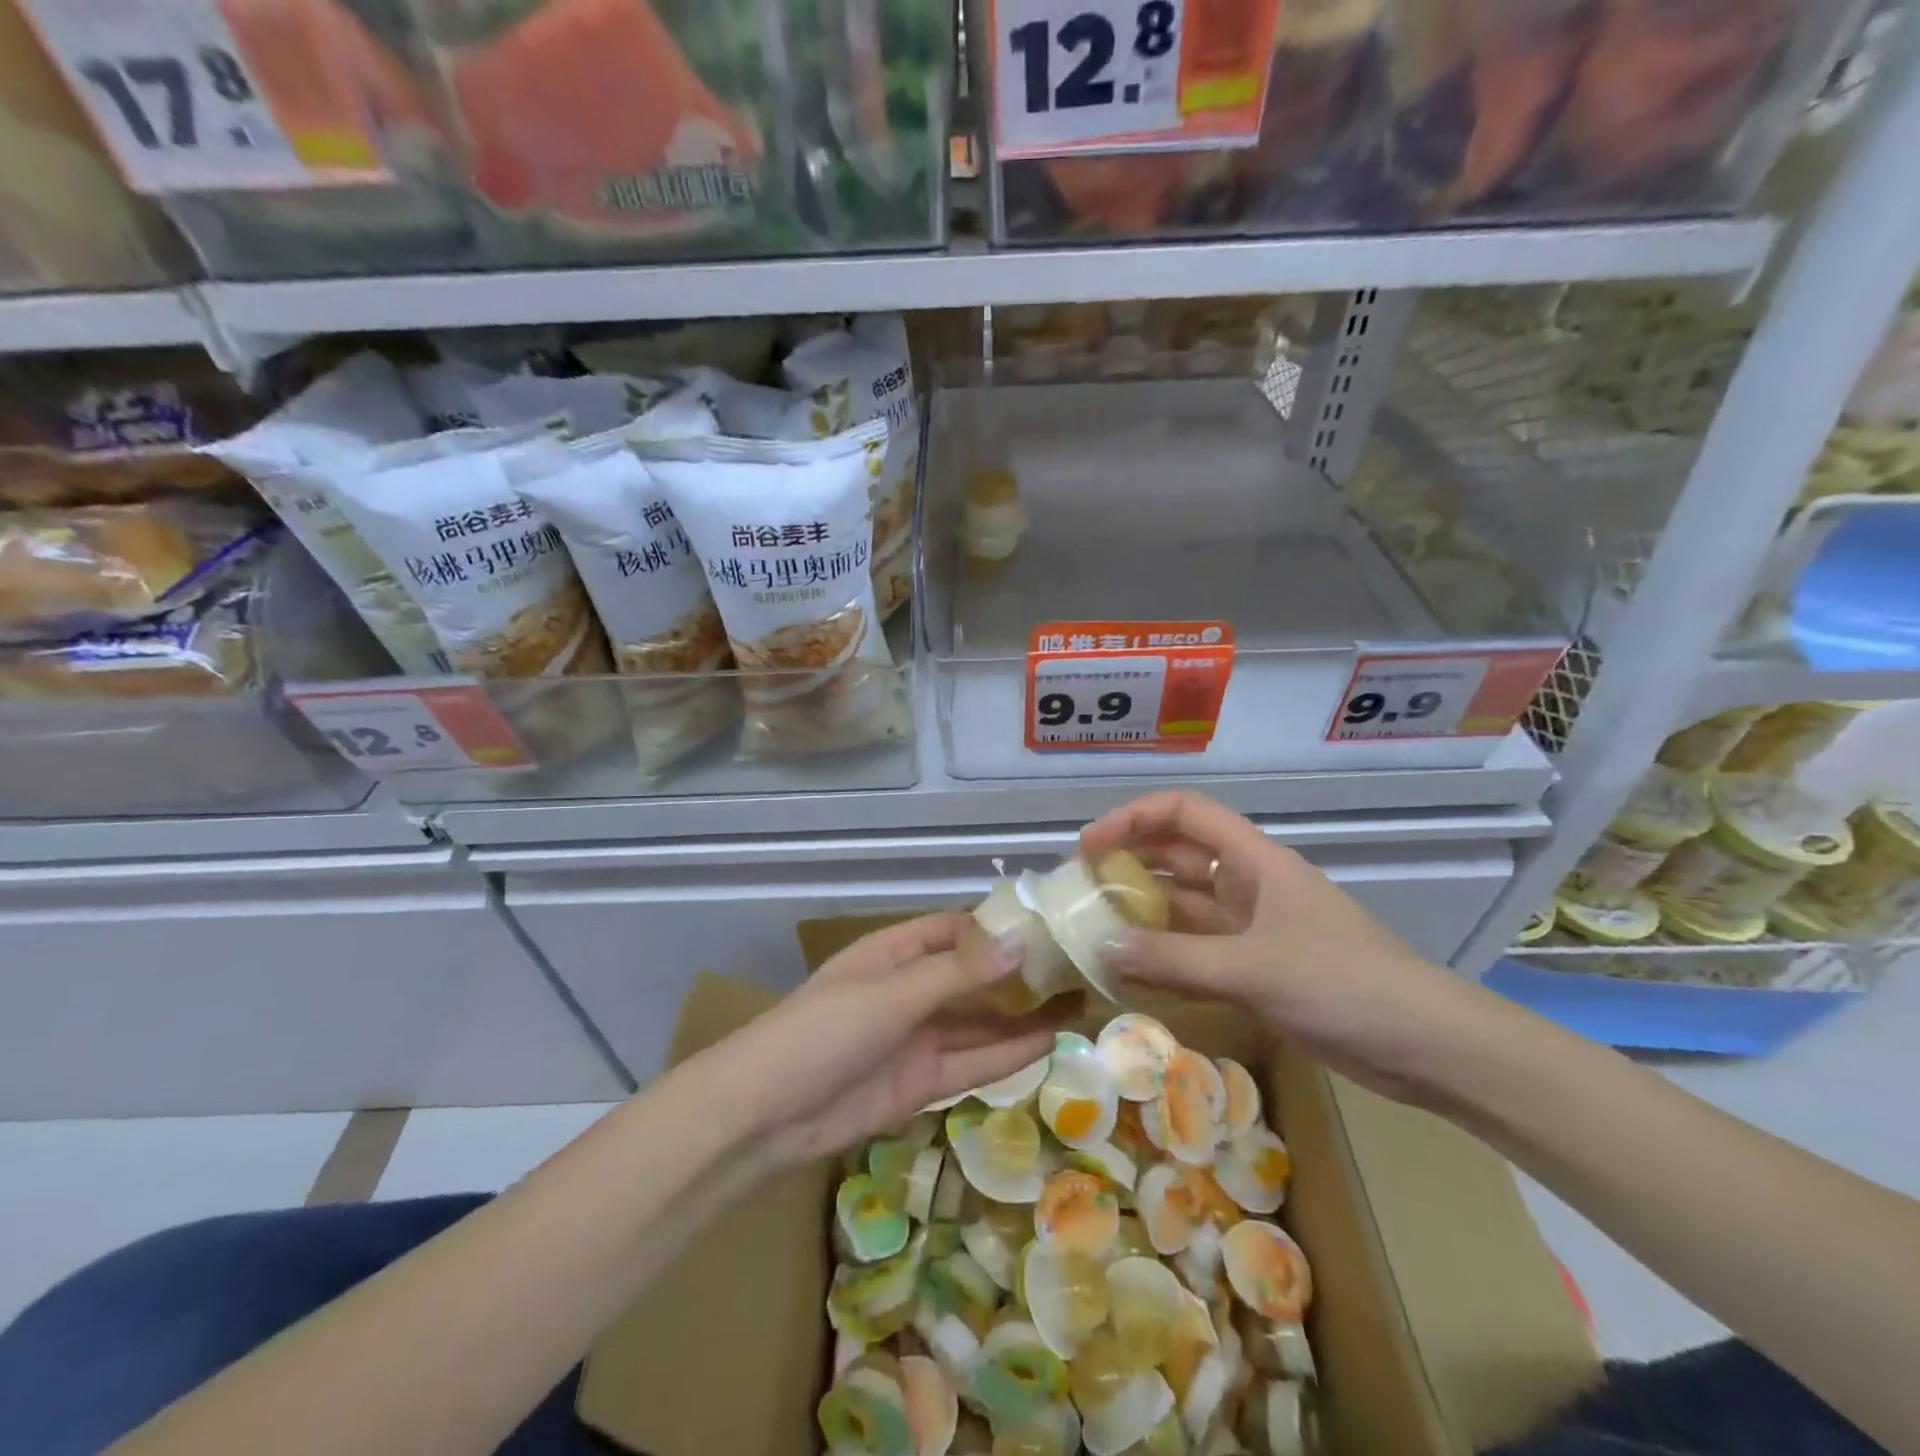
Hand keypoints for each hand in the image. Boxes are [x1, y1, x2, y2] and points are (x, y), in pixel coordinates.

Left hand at [711, 913, 1067, 1168]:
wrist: (764, 1117)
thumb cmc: (822, 1033)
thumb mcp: (890, 996)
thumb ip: (955, 973)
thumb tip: (1019, 940)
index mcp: (895, 952)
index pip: (957, 929)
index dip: (1000, 927)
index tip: (1053, 925)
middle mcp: (910, 989)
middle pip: (974, 976)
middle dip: (1020, 974)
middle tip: (1081, 969)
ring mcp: (916, 1037)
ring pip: (979, 1021)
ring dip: (1022, 1015)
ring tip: (1079, 1005)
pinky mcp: (920, 1082)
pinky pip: (971, 1062)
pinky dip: (1007, 1055)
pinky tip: (1048, 1045)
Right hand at [1081, 790, 1499, 1105]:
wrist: (1428, 1046)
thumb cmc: (1344, 984)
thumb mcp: (1255, 969)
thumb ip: (1176, 960)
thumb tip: (1101, 948)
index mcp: (1255, 861)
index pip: (1185, 813)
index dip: (1133, 817)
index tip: (1089, 845)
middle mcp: (1250, 885)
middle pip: (1179, 856)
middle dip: (1130, 862)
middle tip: (1081, 887)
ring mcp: (1255, 928)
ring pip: (1186, 906)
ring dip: (1144, 911)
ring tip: (1095, 926)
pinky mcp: (1260, 968)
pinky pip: (1199, 950)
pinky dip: (1166, 955)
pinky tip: (1133, 971)